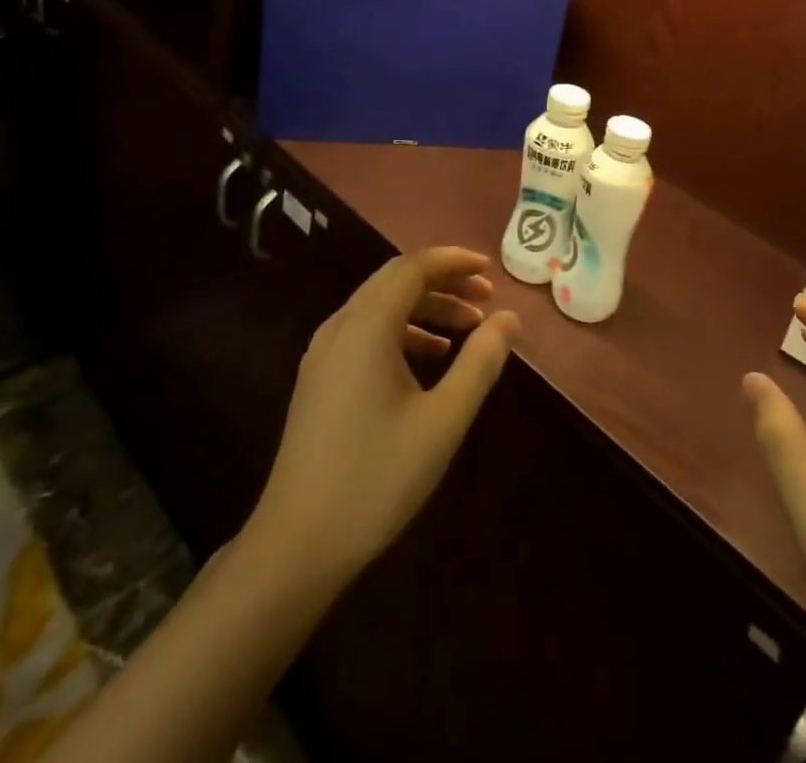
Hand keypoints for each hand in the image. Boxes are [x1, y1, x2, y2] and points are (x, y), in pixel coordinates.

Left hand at [250, 246, 521, 584]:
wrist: (297, 543)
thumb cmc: (376, 478)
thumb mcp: (443, 421)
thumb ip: (480, 363)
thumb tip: (508, 319)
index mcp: (366, 326)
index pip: (412, 268)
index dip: (453, 261)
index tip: (489, 271)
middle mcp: (340, 326)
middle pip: (395, 281)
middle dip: (443, 282)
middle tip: (485, 298)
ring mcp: (324, 352)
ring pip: (380, 306)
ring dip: (425, 307)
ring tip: (468, 328)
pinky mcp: (319, 377)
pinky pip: (366, 331)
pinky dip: (403, 331)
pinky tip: (431, 357)